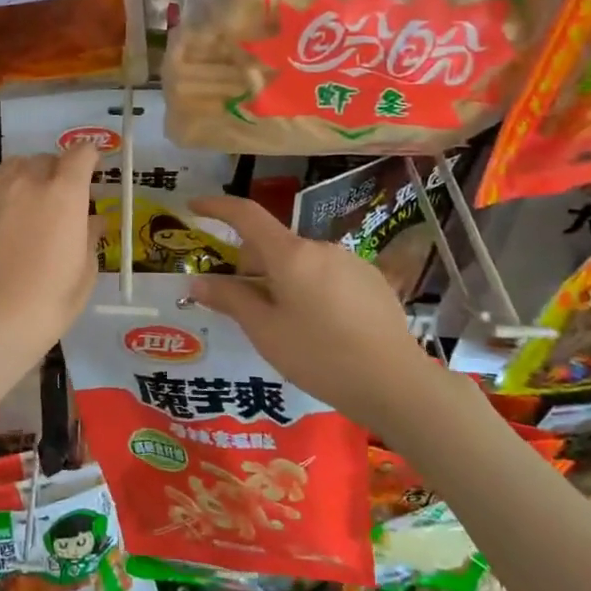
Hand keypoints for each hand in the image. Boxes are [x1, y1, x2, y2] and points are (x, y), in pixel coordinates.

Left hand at [0, 146, 101, 375]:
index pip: (81, 154)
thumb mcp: (83, 274)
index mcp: (65, 194)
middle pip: (47, 159)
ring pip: (15, 165)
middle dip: (58, 172)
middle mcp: (29, 180)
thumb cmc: (47, 303)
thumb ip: (90, 237)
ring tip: (26, 202)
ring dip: (27, 176)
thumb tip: (93, 220)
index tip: (92, 170)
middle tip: (59, 199)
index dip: (90, 158)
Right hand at [188, 194, 438, 416]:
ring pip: (301, 262)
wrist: (396, 383)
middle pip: (273, 245)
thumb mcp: (266, 332)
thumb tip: (197, 282)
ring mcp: (350, 261)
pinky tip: (321, 328)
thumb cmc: (321, 357)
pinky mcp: (371, 279)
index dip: (217, 207)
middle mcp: (320, 247)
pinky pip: (327, 274)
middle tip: (243, 306)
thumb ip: (230, 300)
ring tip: (286, 326)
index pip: (246, 215)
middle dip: (251, 266)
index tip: (194, 206)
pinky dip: (311, 288)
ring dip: (283, 280)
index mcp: (290, 254)